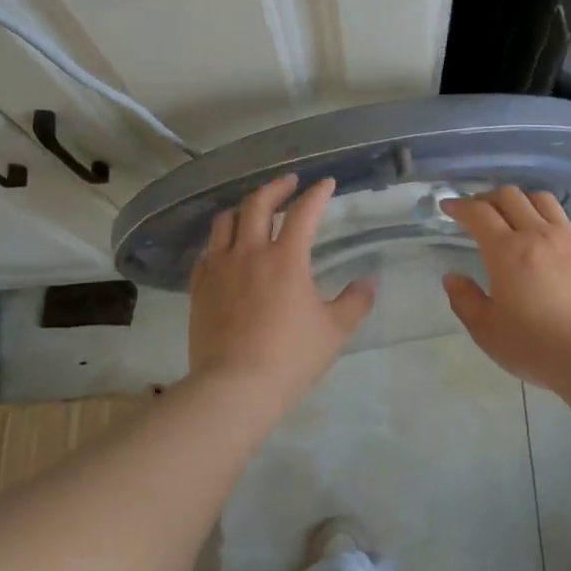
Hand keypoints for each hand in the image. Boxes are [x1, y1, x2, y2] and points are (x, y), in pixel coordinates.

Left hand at [187, 174, 374, 408]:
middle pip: (258, 203)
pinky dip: (219, 243)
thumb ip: (355, 302)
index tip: (327, 183)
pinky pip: (206, 253)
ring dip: (243, 209)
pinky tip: (226, 250)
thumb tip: (370, 282)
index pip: (304, 212)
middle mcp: (250, 253)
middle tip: (289, 183)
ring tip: (254, 210)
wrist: (234, 387)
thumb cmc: (290, 356)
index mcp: (286, 258)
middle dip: (276, 187)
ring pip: (225, 222)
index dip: (317, 194)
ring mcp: (219, 269)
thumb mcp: (334, 330)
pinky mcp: (199, 288)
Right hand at [440, 186, 570, 388]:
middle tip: (479, 212)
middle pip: (511, 196)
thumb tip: (452, 277)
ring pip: (544, 201)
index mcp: (507, 251)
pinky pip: (570, 225)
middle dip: (489, 198)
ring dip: (523, 202)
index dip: (460, 206)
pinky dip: (553, 225)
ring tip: (516, 216)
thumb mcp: (486, 331)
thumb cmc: (535, 346)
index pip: (478, 213)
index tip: (448, 207)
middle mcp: (539, 234)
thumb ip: (464, 300)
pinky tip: (552, 243)